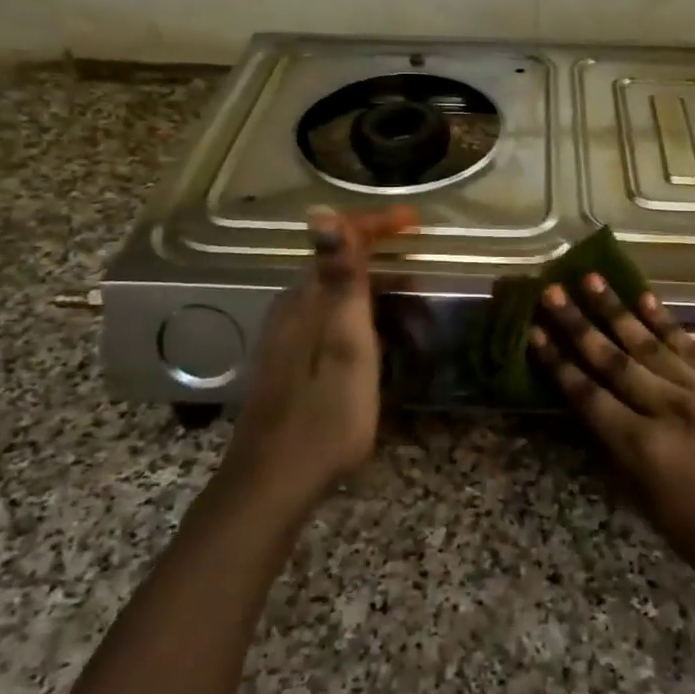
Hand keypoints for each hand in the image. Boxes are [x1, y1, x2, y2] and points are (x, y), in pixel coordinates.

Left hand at [222, 205, 415, 512]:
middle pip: (335, 263)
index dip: (377, 224)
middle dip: (377, 252)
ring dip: (369, 284)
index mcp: (305, 300)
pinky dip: (357, 311)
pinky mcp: (287, 359)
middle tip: (420, 262)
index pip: (340, 240)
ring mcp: (284, 335)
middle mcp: (290, 308)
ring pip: (331, 292)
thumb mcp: (345, 345)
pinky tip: (373, 333)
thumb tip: (322, 212)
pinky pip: (326, 315)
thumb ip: (339, 280)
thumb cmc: (324, 416)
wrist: (273, 481)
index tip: (416, 222)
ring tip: (408, 298)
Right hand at [530, 274, 694, 595]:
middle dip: (578, 324)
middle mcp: (669, 409)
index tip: (534, 332)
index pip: (589, 395)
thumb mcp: (646, 504)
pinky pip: (688, 346)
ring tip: (590, 279)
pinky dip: (664, 320)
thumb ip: (616, 451)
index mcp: (644, 448)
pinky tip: (644, 297)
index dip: (558, 363)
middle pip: (613, 359)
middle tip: (551, 292)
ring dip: (616, 309)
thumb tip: (590, 411)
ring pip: (648, 343)